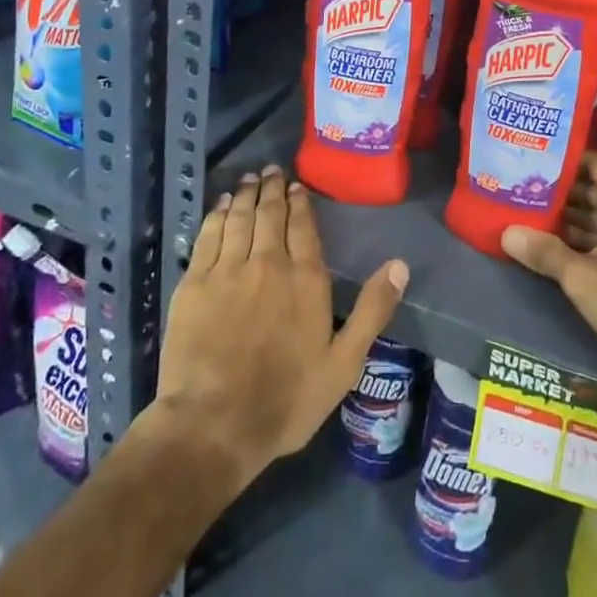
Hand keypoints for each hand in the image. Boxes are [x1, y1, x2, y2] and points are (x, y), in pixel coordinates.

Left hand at [155, 167, 408, 491]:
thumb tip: (401, 264)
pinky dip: (218, 214)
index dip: (301, 202)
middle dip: (273, 188)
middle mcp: (268, 262)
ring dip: (247, 194)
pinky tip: (222, 205)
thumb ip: (373, 311)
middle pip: (271, 214)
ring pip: (240, 217)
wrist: (213, 426)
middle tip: (271, 170)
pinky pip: (209, 235)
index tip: (297, 186)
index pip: (304, 226)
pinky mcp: (195, 282)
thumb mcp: (343, 364)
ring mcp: (228, 269)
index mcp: (306, 279)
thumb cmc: (285, 400)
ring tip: (251, 178)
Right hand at [501, 153, 596, 407]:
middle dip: (564, 194)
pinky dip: (594, 240)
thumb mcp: (581, 277)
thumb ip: (544, 251)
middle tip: (525, 193)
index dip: (563, 163)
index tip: (533, 164)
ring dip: (576, 220)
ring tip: (534, 218)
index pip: (594, 164)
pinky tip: (560, 248)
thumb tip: (506, 233)